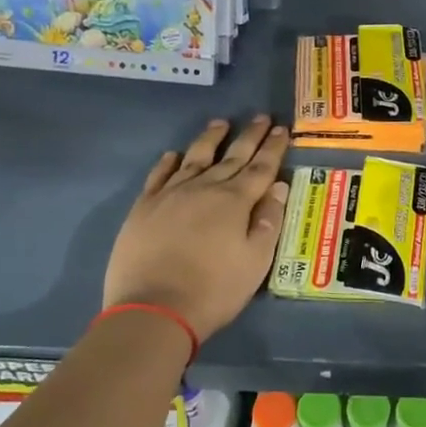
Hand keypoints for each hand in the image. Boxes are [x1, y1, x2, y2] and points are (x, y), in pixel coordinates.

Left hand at [102, 116, 290, 339]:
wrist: (153, 310)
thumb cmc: (215, 289)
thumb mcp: (256, 261)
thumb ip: (269, 221)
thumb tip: (278, 187)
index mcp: (236, 201)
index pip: (261, 167)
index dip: (273, 147)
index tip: (282, 129)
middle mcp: (205, 188)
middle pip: (232, 156)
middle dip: (249, 136)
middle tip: (261, 117)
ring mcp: (171, 195)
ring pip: (195, 157)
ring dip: (210, 138)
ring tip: (220, 123)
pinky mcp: (144, 207)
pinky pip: (159, 175)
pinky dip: (169, 162)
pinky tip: (174, 155)